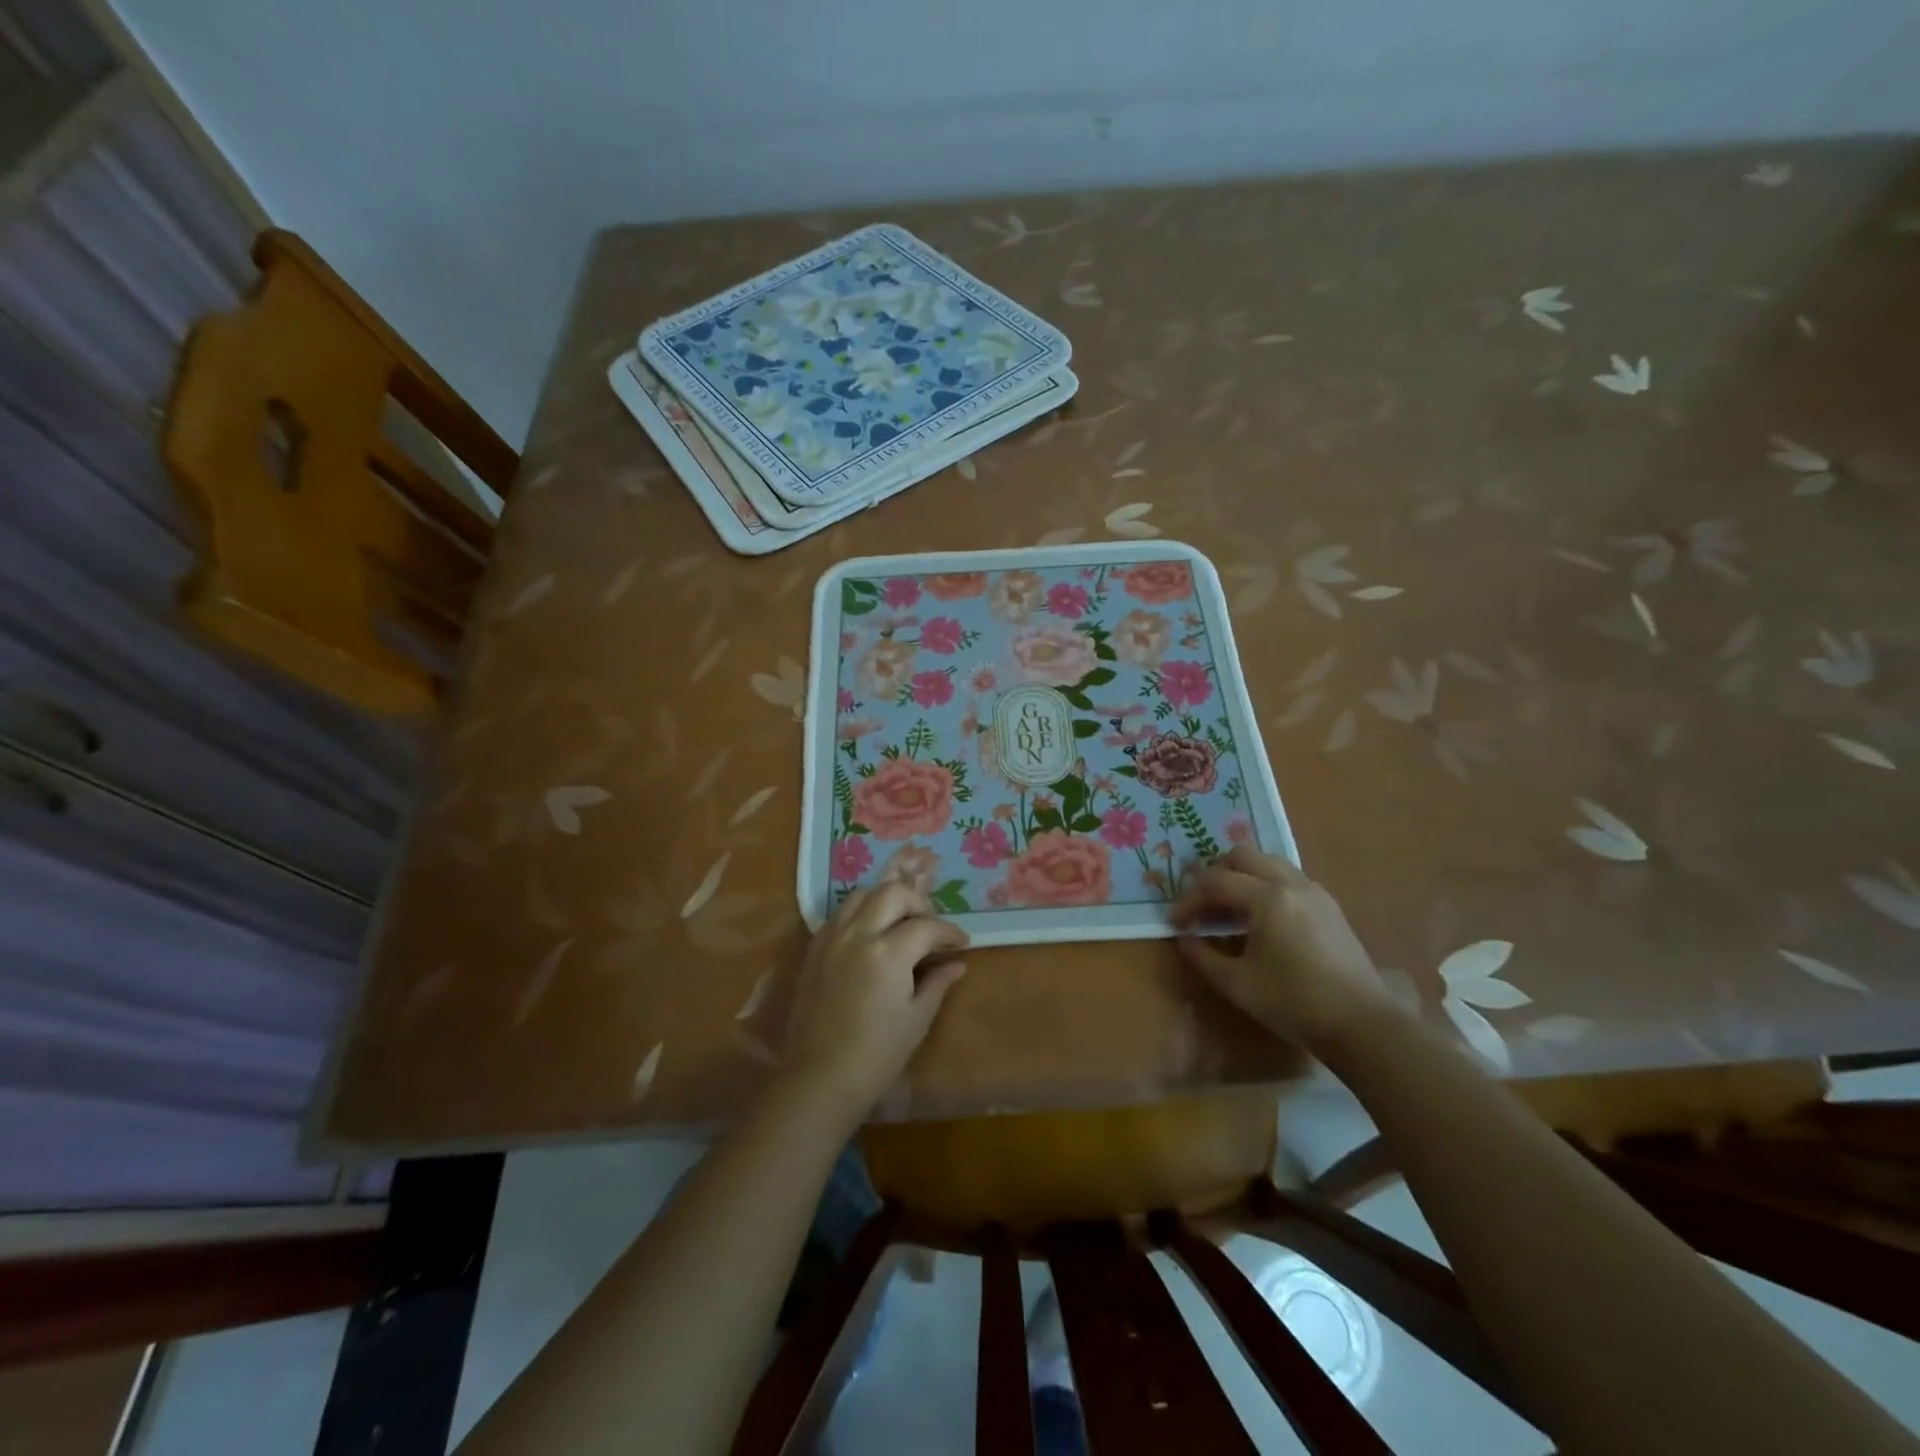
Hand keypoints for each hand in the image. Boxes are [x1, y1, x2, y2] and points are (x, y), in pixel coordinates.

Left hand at [782, 884, 968, 1119]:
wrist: (819, 1078)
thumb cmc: (876, 1055)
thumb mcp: (916, 1020)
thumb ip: (937, 984)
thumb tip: (957, 964)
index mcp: (888, 952)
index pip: (927, 926)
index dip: (949, 932)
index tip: (962, 943)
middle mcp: (858, 934)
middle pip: (893, 893)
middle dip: (919, 903)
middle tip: (931, 926)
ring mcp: (832, 938)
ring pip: (862, 894)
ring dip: (886, 901)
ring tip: (899, 922)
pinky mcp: (814, 948)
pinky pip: (840, 914)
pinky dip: (860, 913)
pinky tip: (871, 935)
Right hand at [1171, 846, 1396, 1052]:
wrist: (1362, 1024)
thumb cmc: (1294, 1002)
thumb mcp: (1237, 984)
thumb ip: (1203, 956)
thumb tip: (1185, 939)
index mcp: (1267, 898)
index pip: (1216, 883)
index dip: (1189, 899)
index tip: (1175, 922)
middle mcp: (1291, 883)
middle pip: (1242, 856)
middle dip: (1214, 875)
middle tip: (1200, 904)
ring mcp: (1314, 891)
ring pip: (1267, 862)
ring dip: (1240, 876)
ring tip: (1227, 907)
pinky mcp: (1328, 906)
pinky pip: (1286, 877)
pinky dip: (1263, 884)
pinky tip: (1258, 917)